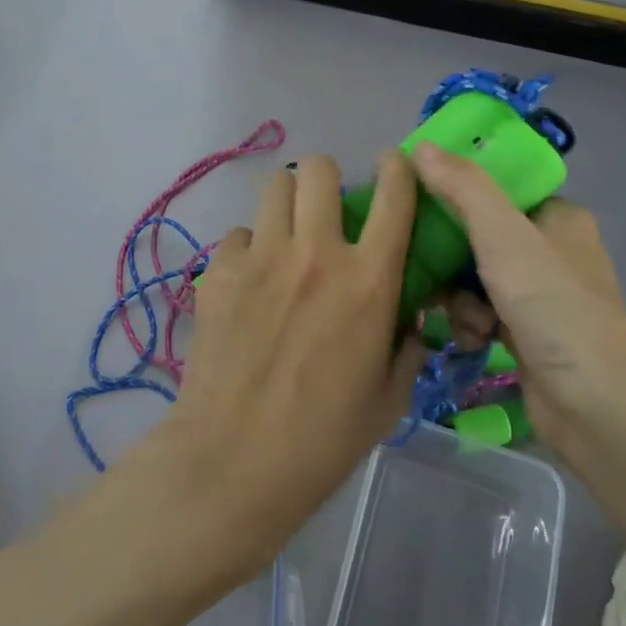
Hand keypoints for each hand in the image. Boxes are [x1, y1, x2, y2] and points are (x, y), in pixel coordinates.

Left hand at [131, 151, 420, 572]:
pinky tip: (247, 284)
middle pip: (318, 169)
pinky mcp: (219, 272)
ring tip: (285, 235)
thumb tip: (405, 315)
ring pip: (274, 186)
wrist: (234, 460)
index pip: (393, 196)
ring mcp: (262, 257)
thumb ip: (406, 346)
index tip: (394, 164)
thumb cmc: (323, 439)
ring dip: (286, 203)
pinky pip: (238, 235)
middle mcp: (316, 253)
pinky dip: (248, 250)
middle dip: (326, 178)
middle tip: (325, 209)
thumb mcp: (389, 398)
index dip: (398, 168)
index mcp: (368, 281)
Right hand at [412, 142, 625, 467]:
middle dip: (450, 257)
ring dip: (458, 297)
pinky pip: (480, 313)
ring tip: (466, 319)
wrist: (596, 406)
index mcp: (557, 217)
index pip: (496, 187)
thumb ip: (462, 188)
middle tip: (425, 265)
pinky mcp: (526, 334)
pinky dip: (471, 324)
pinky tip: (473, 341)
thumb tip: (420, 147)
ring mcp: (539, 295)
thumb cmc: (553, 306)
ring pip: (472, 277)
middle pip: (477, 234)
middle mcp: (550, 251)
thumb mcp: (504, 236)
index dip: (454, 190)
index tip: (416, 200)